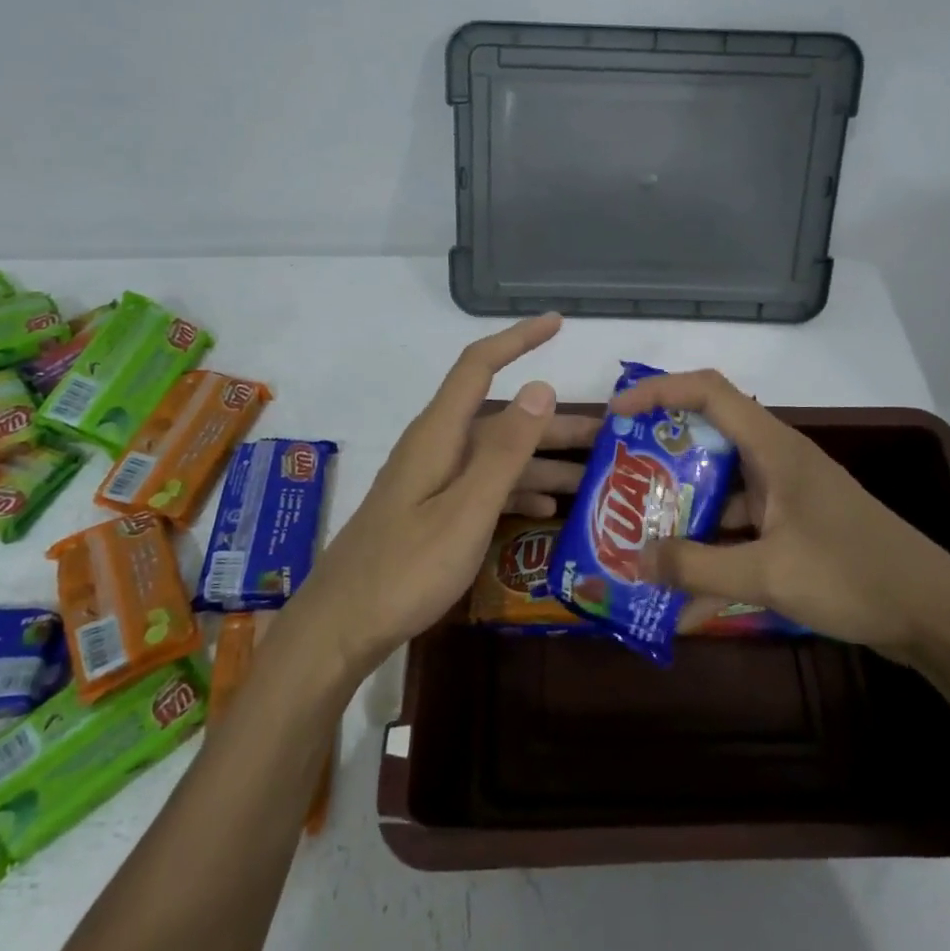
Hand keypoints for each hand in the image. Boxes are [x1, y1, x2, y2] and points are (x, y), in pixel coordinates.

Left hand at [281, 313, 567, 679]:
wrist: (341, 627)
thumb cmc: (406, 569)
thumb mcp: (466, 510)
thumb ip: (505, 451)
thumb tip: (541, 386)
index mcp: (439, 436)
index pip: (479, 366)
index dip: (517, 339)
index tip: (557, 323)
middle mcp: (436, 448)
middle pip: (501, 419)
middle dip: (552, 422)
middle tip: (608, 435)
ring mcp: (432, 482)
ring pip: (496, 457)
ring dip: (542, 463)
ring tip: (591, 477)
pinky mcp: (430, 511)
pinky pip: (482, 488)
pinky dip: (516, 493)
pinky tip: (546, 511)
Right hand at [607, 368, 949, 663]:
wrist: (936, 616)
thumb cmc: (854, 576)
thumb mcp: (769, 573)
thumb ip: (697, 567)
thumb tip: (635, 559)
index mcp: (774, 448)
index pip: (708, 391)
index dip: (658, 391)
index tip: (617, 414)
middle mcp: (778, 461)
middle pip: (708, 439)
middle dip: (660, 459)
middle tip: (620, 484)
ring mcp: (788, 496)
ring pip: (721, 488)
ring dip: (683, 510)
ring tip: (639, 537)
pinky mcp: (796, 528)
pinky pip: (741, 527)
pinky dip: (712, 549)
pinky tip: (685, 592)